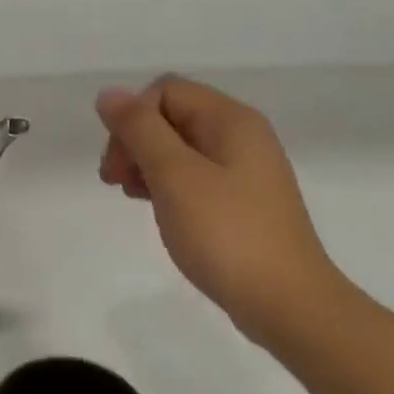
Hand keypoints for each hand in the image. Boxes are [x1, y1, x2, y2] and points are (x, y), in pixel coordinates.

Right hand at [97, 78, 346, 348]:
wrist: (285, 301)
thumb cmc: (226, 233)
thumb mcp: (175, 176)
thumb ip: (140, 130)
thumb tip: (108, 94)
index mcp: (230, 120)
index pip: (165, 91)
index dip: (132, 119)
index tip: (116, 165)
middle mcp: (241, 135)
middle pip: (171, 116)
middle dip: (134, 142)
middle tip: (116, 182)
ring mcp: (243, 170)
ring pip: (179, 148)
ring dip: (146, 164)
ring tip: (132, 196)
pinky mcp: (240, 201)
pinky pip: (193, 176)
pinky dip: (166, 185)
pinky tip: (156, 209)